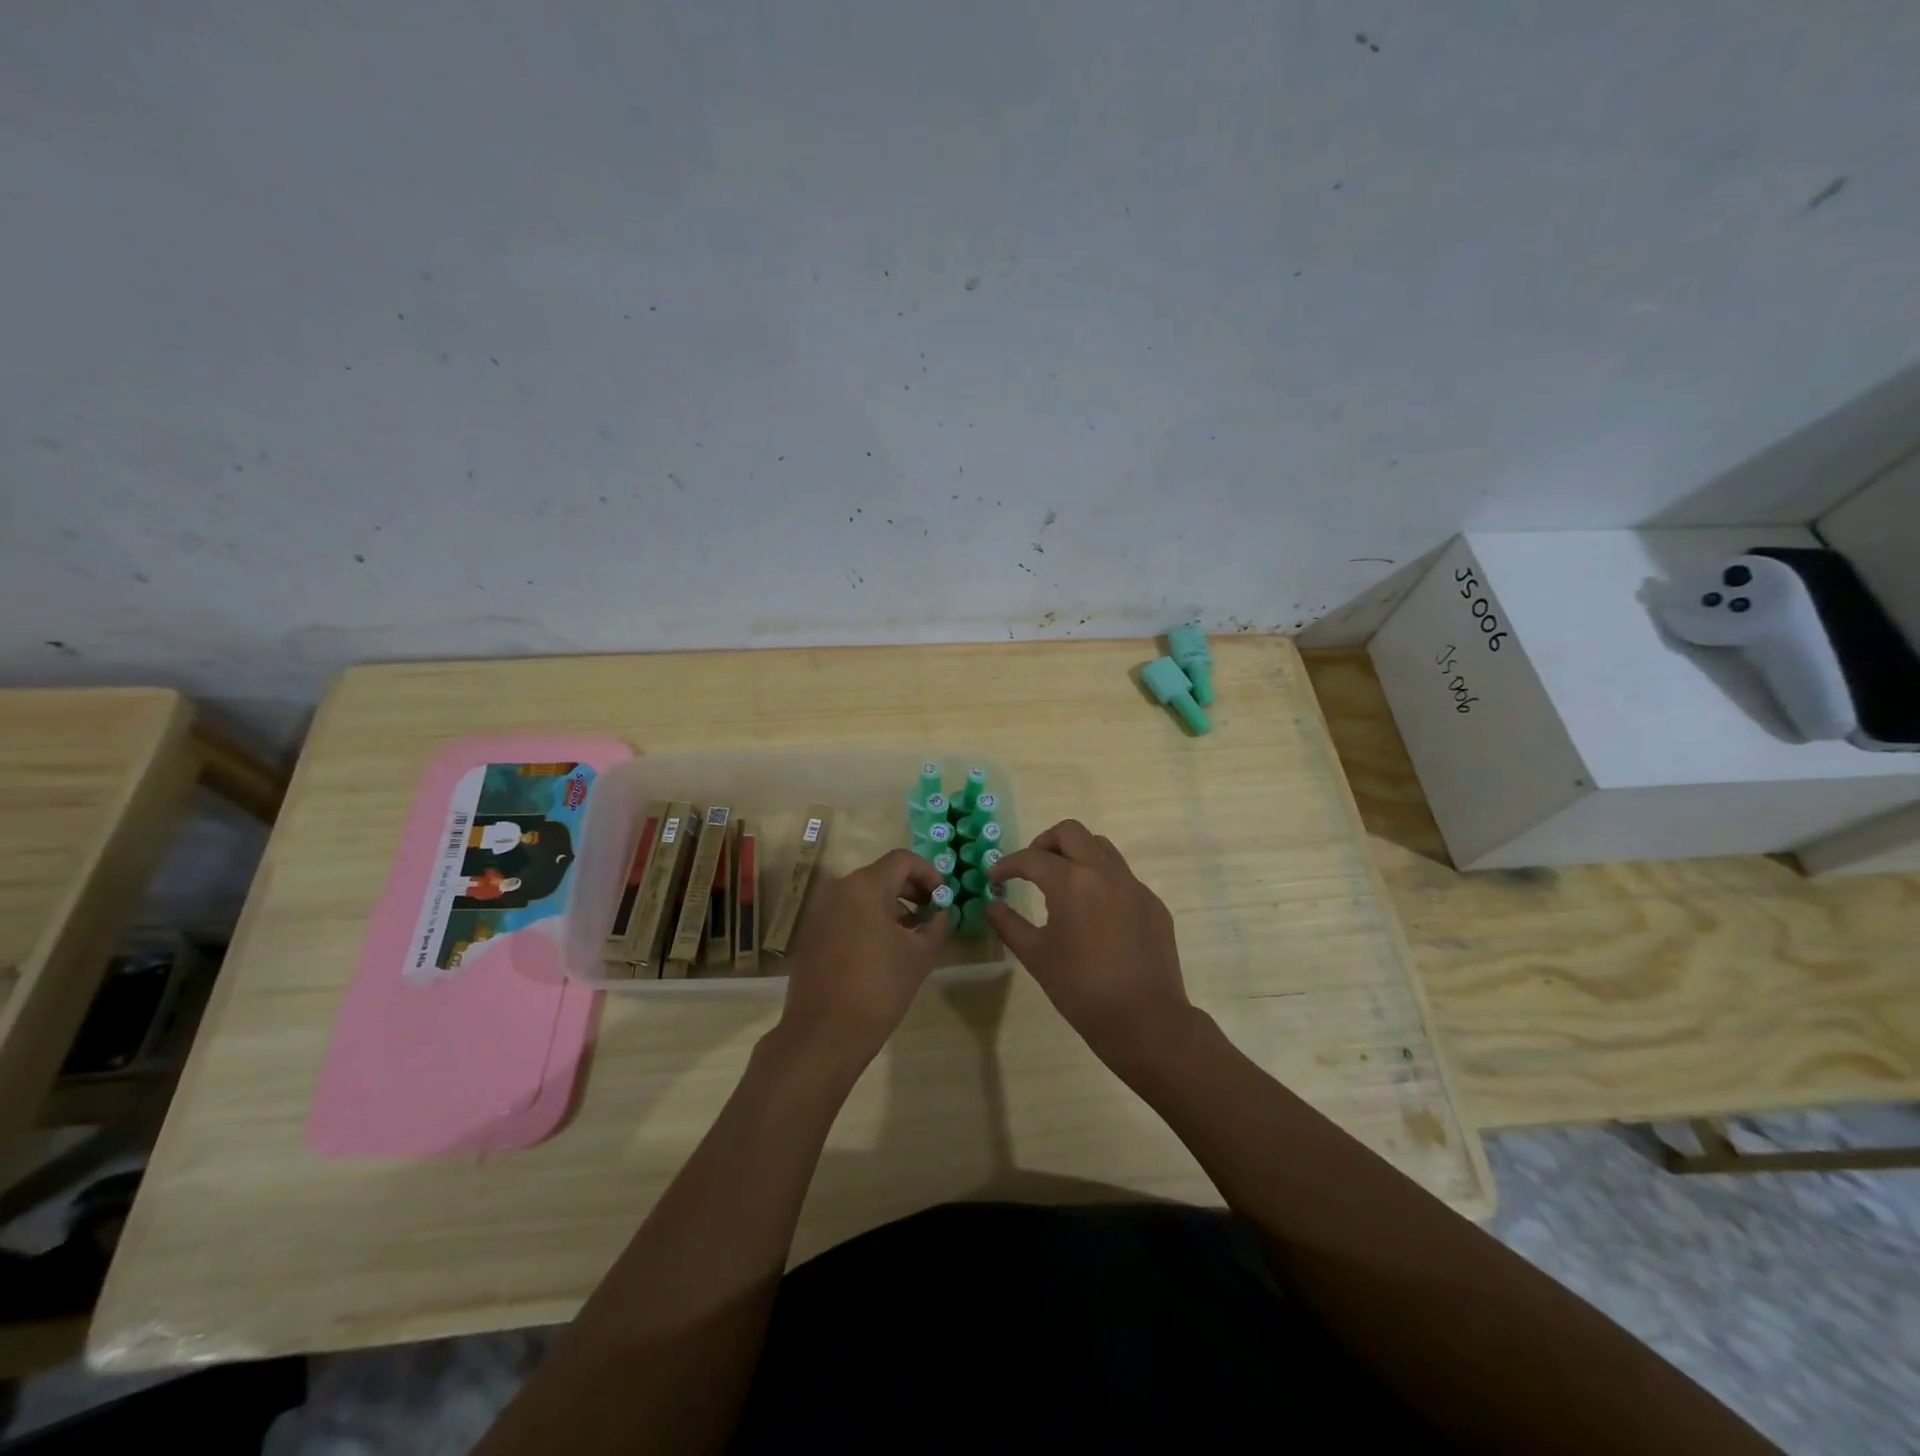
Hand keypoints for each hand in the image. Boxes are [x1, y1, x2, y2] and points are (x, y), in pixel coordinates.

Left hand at [775, 848, 948, 1072]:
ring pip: (863, 894)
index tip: (944, 897)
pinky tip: (883, 947)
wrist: (824, 1034)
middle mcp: (838, 888)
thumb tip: (940, 912)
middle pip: (882, 874)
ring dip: (891, 905)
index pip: (903, 860)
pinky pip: (847, 912)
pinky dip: (869, 918)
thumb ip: (936, 925)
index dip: (929, 873)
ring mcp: (821, 910)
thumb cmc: (878, 988)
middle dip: (911, 889)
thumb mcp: (920, 955)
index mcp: (865, 886)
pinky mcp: (812, 932)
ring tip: (912, 933)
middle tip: (932, 913)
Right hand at [987, 819, 1195, 1073]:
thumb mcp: (1036, 956)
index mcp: (1072, 882)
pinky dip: (1100, 880)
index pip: (1031, 858)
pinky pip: (1122, 876)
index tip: (994, 879)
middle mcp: (1104, 872)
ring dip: (1076, 854)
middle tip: (1030, 869)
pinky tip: (1093, 912)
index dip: (1007, 865)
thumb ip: (1009, 924)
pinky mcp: (1152, 903)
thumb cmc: (1081, 989)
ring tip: (1061, 882)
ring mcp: (1133, 885)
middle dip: (1043, 844)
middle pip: (1070, 833)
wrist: (1144, 1019)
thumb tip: (991, 904)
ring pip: (1101, 847)